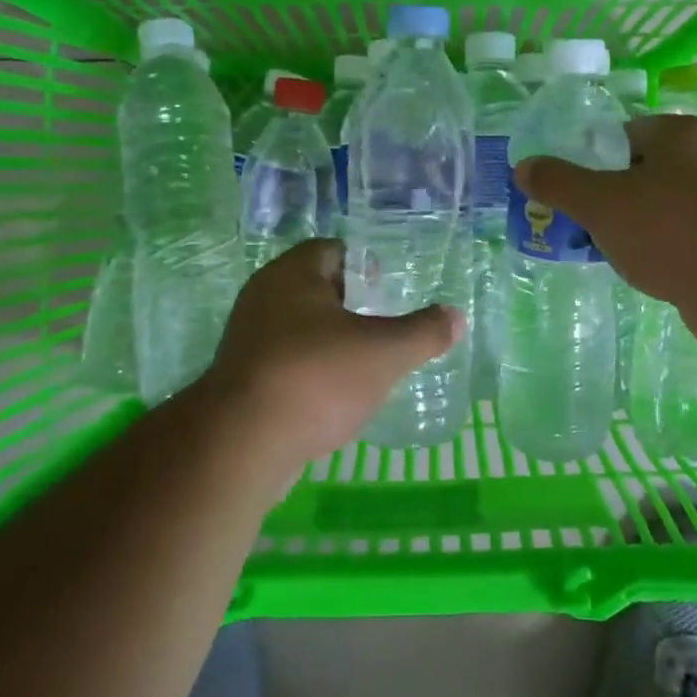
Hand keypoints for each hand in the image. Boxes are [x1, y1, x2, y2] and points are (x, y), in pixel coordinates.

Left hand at [201, 238, 463, 477]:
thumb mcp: (384, 352)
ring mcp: (247, 339)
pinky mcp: (240, 380)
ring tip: (364, 366)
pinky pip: (284, 363)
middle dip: (351, 307)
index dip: (364, 267)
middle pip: (316, 289)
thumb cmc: (316, 377)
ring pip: (299, 328)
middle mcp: (263, 297)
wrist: (241, 445)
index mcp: (292, 274)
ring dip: (330, 342)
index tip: (387, 293)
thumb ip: (424, 332)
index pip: (333, 251)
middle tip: (383, 329)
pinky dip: (310, 373)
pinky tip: (333, 399)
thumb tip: (456, 317)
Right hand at [514, 115, 696, 347]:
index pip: (623, 135)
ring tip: (611, 250)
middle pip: (643, 169)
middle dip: (612, 196)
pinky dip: (663, 245)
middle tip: (587, 224)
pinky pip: (686, 231)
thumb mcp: (599, 203)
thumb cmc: (667, 230)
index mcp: (682, 132)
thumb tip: (523, 167)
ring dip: (636, 223)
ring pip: (663, 203)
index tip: (576, 193)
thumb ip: (558, 182)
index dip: (593, 162)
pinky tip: (648, 268)